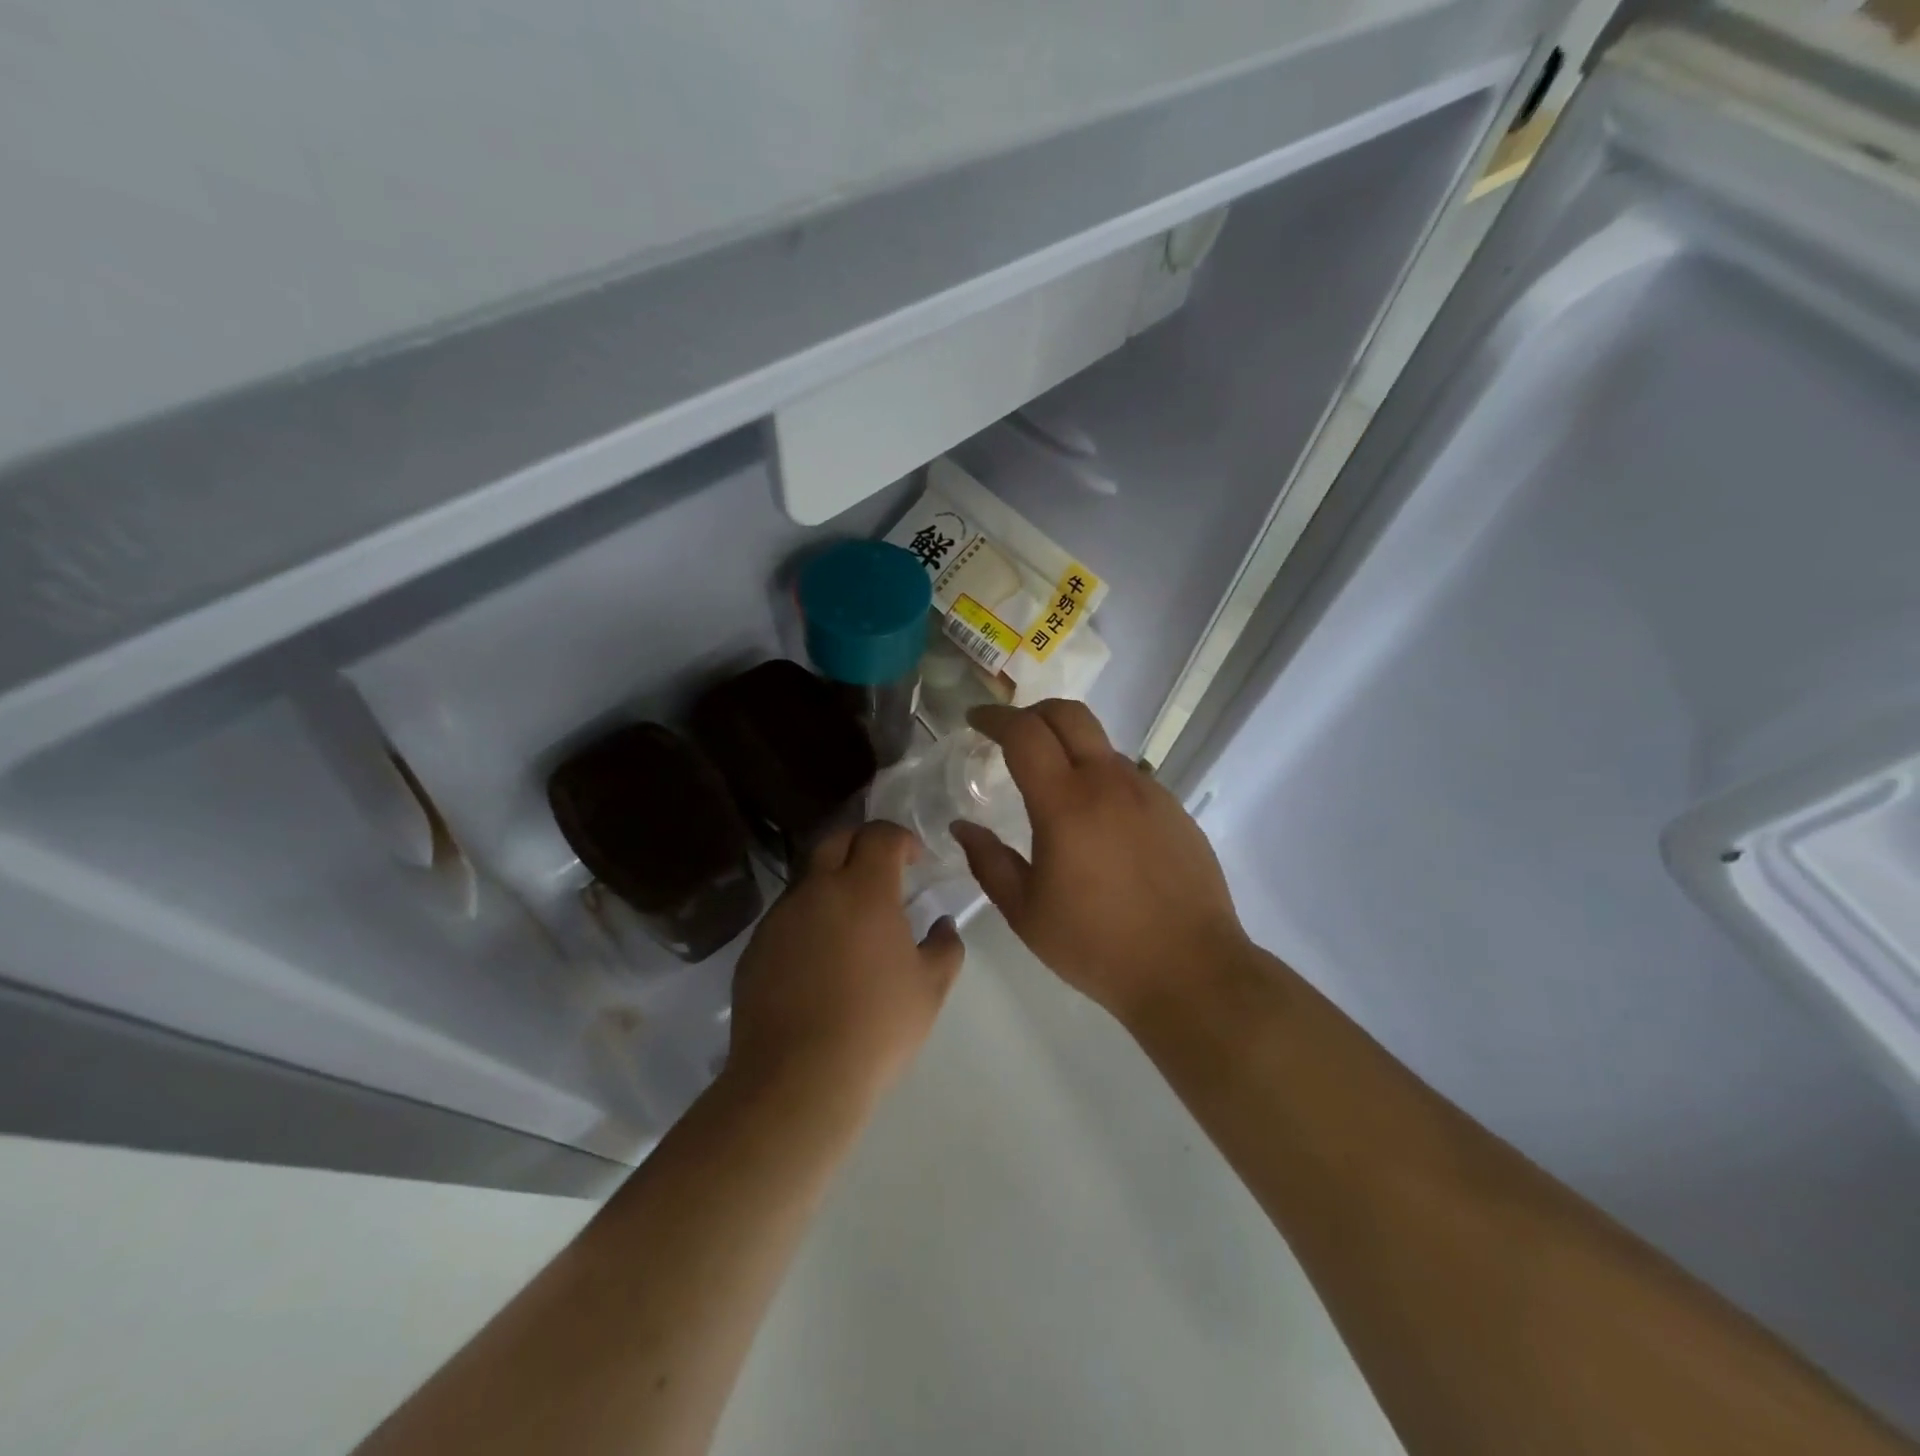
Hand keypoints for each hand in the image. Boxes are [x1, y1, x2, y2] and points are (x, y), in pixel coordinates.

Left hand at [726, 822, 963, 1110]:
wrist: (797, 1079)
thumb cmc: (876, 1027)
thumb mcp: (930, 988)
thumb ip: (945, 946)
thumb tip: (942, 924)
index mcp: (864, 890)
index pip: (880, 835)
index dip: (900, 839)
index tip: (915, 860)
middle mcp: (817, 890)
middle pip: (836, 840)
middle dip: (861, 844)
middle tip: (881, 871)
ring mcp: (780, 918)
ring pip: (807, 879)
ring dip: (831, 883)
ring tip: (850, 921)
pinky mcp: (755, 948)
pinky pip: (786, 916)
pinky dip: (807, 919)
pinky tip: (819, 959)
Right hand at [951, 701, 1246, 1023]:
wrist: (1191, 970)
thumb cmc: (1097, 946)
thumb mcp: (1026, 912)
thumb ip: (988, 862)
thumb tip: (962, 828)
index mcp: (1066, 803)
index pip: (1025, 733)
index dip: (995, 717)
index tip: (975, 720)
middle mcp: (1110, 782)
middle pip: (1069, 714)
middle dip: (1032, 712)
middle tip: (1009, 735)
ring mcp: (1149, 791)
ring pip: (1101, 745)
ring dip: (1068, 748)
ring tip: (1052, 788)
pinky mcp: (1174, 809)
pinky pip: (1128, 776)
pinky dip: (1100, 778)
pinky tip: (1096, 823)